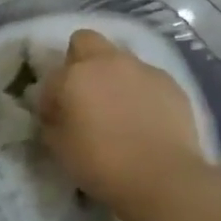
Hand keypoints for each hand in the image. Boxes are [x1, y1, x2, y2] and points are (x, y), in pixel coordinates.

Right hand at [38, 29, 212, 220]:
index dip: (50, 100)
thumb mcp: (60, 149)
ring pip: (120, 59)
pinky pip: (147, 78)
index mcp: (74, 75)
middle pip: (85, 41)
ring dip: (113, 76)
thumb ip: (52, 124)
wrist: (164, 178)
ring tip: (119, 109)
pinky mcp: (170, 83)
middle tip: (84, 94)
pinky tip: (146, 118)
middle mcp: (107, 62)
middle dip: (79, 61)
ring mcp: (142, 69)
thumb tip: (56, 115)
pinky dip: (141, 91)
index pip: (51, 79)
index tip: (56, 120)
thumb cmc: (102, 164)